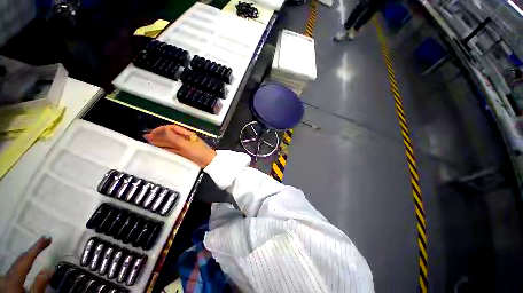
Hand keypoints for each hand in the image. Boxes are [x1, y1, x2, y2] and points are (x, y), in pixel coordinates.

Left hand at [0, 237, 52, 292]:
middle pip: (20, 260)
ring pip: (16, 264)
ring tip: (36, 250)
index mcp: (13, 278)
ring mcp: (4, 279)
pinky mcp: (4, 282)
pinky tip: (25, 263)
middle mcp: (7, 276)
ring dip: (27, 256)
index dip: (37, 248)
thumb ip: (39, 286)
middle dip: (31, 250)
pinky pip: (14, 269)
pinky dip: (21, 263)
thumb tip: (50, 268)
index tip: (48, 238)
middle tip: (44, 241)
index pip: (26, 259)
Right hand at [144, 124, 216, 168]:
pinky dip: (166, 148)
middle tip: (147, 138)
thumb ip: (174, 138)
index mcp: (187, 134)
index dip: (162, 129)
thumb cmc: (198, 152)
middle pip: (170, 136)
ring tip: (149, 143)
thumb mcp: (186, 144)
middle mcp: (185, 139)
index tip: (152, 133)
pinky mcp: (184, 153)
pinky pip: (173, 149)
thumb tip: (164, 130)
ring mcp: (185, 146)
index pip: (172, 128)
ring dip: (161, 142)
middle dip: (159, 135)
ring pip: (171, 143)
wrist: (208, 162)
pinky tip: (159, 149)